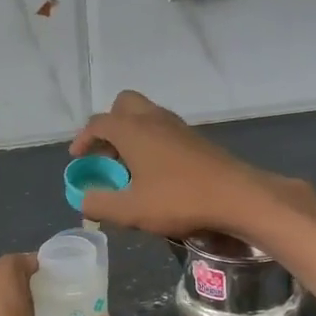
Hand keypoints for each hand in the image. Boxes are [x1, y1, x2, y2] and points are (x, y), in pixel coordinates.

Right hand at [69, 90, 308, 239]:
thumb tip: (84, 199)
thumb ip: (100, 203)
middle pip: (124, 105)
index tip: (77, 158)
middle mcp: (154, 120)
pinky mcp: (195, 140)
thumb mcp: (131, 210)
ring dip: (131, 134)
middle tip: (105, 155)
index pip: (98, 123)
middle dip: (109, 125)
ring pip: (146, 116)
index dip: (83, 140)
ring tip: (127, 167)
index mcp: (133, 130)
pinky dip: (150, 142)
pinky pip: (163, 130)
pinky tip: (154, 173)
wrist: (238, 197)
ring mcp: (178, 127)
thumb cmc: (179, 200)